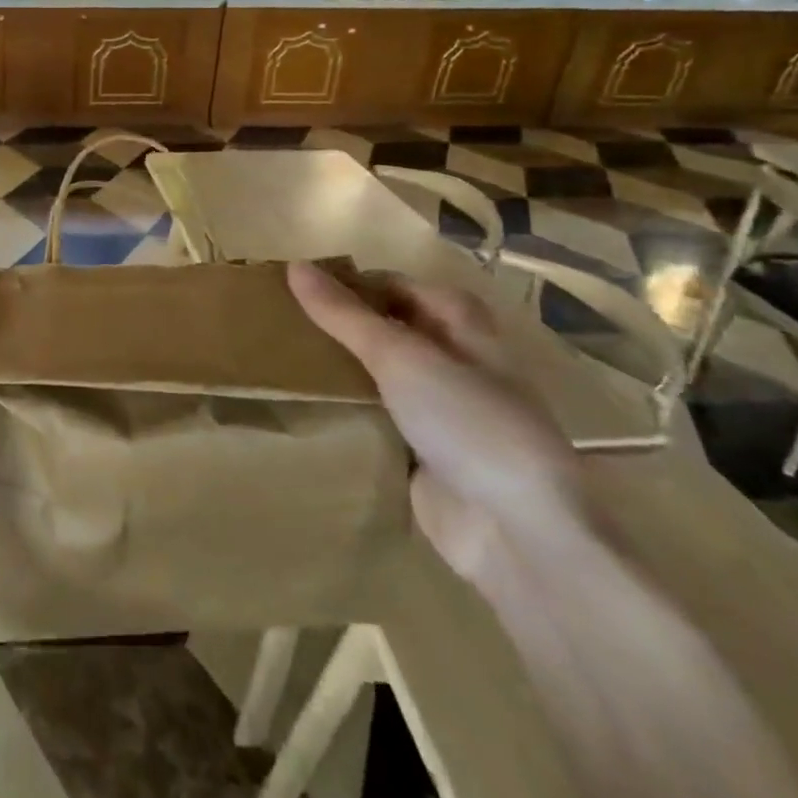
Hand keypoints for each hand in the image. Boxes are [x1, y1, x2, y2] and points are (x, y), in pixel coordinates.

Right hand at [287, 261, 590, 583]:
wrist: (517, 531)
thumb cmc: (467, 422)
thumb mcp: (400, 357)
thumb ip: (345, 314)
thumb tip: (295, 266)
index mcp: (462, 326)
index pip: (396, 286)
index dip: (352, 283)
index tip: (297, 287)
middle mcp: (453, 361)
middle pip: (388, 329)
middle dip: (340, 325)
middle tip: (281, 321)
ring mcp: (439, 409)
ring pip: (379, 375)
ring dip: (340, 368)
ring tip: (280, 357)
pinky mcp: (422, 451)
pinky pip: (377, 417)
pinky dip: (347, 409)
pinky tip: (305, 404)